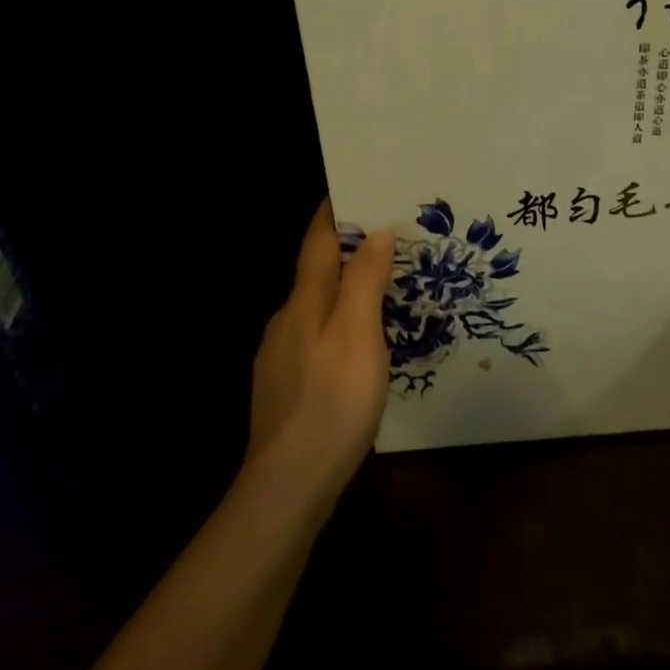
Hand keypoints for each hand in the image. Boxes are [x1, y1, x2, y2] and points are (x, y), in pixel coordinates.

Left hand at [246, 199, 394, 499]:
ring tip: (382, 287)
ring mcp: (281, 355)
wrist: (288, 484)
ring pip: (315, 306)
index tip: (357, 185)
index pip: (316, 240)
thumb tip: (375, 232)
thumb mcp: (358, 335)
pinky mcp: (286, 385)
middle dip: (346, 248)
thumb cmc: (332, 401)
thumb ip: (365, 281)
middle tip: (389, 237)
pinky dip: (338, 322)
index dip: (334, 211)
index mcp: (303, 301)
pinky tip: (358, 344)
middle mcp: (286, 319)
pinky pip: (315, 336)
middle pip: (315, 270)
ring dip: (344, 288)